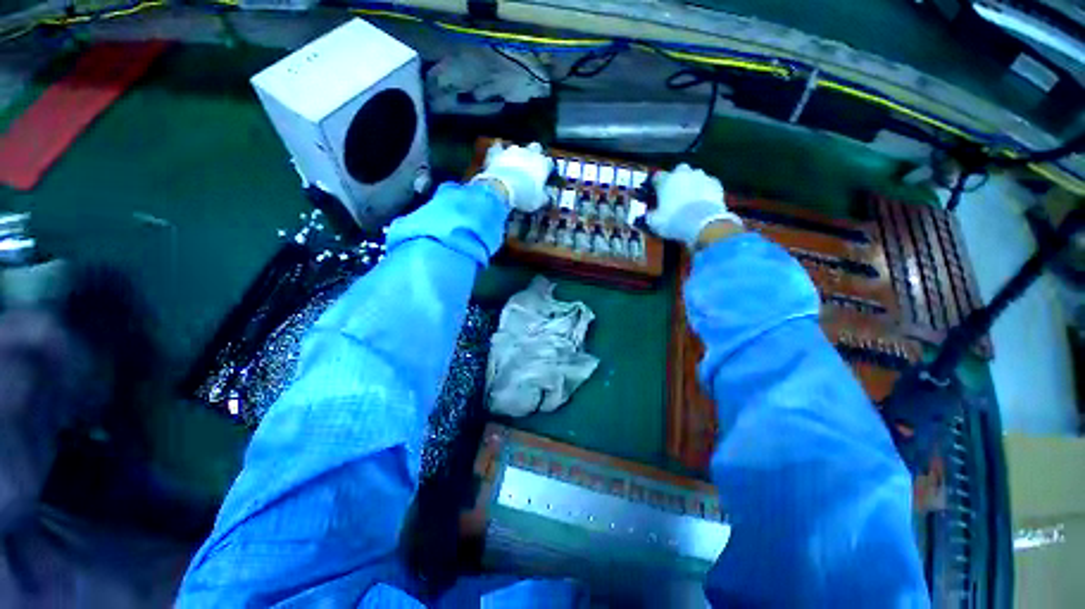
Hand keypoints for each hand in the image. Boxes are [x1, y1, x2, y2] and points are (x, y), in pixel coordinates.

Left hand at [472, 141, 552, 211]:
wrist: (501, 189)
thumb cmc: (524, 196)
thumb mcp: (539, 201)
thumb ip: (545, 196)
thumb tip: (548, 195)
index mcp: (542, 164)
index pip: (549, 163)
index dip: (547, 169)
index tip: (545, 177)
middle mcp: (529, 153)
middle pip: (536, 148)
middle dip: (535, 155)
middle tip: (531, 166)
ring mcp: (512, 150)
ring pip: (518, 148)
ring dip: (517, 155)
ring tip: (514, 166)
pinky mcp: (497, 152)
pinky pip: (498, 148)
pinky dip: (499, 152)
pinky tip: (498, 157)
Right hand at [646, 163, 741, 246]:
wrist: (703, 223)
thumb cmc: (674, 221)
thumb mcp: (654, 222)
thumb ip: (651, 214)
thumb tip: (650, 214)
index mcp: (666, 180)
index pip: (658, 177)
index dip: (657, 185)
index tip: (657, 193)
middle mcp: (684, 173)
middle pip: (679, 171)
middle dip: (677, 180)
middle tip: (675, 194)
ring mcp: (702, 176)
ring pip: (695, 176)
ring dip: (692, 184)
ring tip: (691, 200)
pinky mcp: (717, 184)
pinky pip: (708, 184)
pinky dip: (705, 190)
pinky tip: (703, 202)